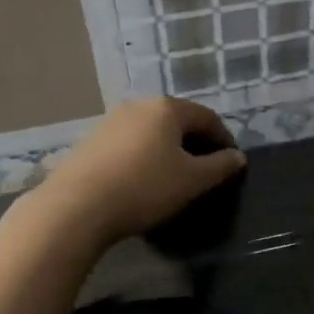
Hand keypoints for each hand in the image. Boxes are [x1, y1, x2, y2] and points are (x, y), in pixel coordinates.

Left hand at [28, 99, 245, 247]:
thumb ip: (220, 166)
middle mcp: (138, 106)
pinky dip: (144, 157)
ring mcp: (110, 122)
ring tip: (175, 177)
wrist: (76, 206)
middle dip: (195, 143)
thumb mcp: (192, 181)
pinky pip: (130, 144)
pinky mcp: (91, 141)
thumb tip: (237, 157)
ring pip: (151, 132)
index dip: (224, 139)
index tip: (232, 163)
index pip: (207, 117)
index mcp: (167, 109)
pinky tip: (143, 181)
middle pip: (177, 121)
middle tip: (206, 170)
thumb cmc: (145, 187)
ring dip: (168, 150)